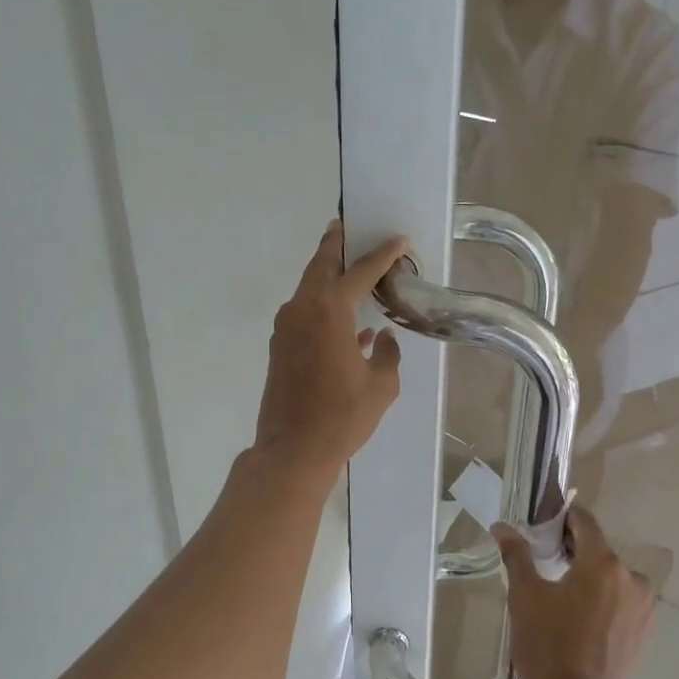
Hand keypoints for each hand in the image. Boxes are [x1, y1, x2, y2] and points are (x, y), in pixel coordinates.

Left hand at [252, 221, 409, 484]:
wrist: (293, 450)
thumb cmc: (343, 417)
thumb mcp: (381, 386)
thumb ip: (387, 354)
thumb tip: (383, 338)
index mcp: (329, 310)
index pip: (360, 271)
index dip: (383, 254)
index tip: (399, 240)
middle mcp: (302, 309)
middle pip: (321, 265)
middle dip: (337, 244)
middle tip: (350, 227)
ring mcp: (285, 328)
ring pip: (309, 288)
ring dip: (328, 275)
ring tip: (350, 268)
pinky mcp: (279, 347)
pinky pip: (305, 313)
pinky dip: (324, 307)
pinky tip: (347, 323)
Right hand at [492, 504, 655, 678]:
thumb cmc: (547, 646)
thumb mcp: (525, 597)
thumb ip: (516, 555)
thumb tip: (501, 526)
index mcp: (603, 563)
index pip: (585, 522)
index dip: (562, 519)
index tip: (542, 529)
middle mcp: (632, 577)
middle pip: (599, 550)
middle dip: (573, 551)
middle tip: (543, 566)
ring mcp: (645, 605)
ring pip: (612, 577)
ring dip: (591, 579)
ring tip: (563, 600)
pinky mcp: (647, 630)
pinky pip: (623, 601)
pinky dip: (605, 602)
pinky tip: (583, 622)